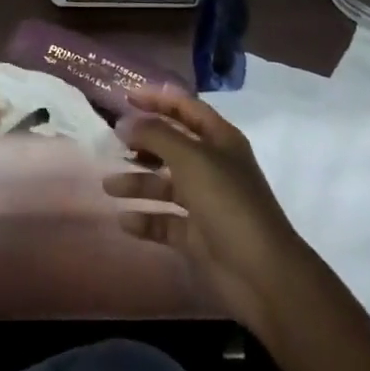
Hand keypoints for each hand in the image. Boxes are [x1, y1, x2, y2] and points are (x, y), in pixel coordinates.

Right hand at [106, 88, 307, 334]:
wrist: (261, 273)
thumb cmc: (227, 202)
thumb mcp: (191, 158)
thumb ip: (156, 135)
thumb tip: (125, 122)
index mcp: (220, 140)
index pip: (185, 108)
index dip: (157, 99)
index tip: (124, 97)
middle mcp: (213, 166)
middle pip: (173, 145)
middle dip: (143, 142)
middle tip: (111, 142)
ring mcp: (206, 202)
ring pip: (165, 184)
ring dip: (137, 182)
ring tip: (108, 186)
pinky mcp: (198, 236)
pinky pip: (165, 221)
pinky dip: (146, 219)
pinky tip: (124, 220)